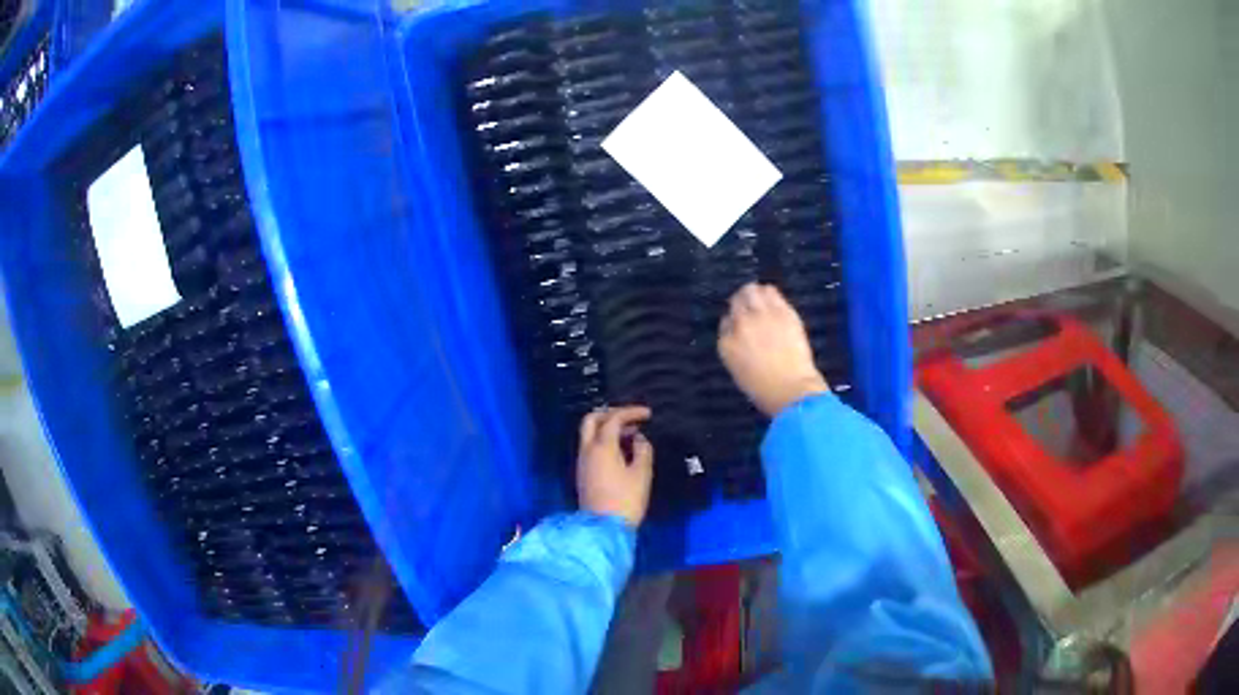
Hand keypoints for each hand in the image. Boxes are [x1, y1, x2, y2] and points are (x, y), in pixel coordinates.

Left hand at [577, 406, 654, 527]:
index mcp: (602, 447)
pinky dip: (603, 441)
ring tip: (630, 436)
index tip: (648, 415)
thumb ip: (643, 450)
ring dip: (607, 428)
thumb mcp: (642, 474)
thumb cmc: (626, 500)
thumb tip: (639, 439)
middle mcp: (587, 450)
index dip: (631, 412)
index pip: (613, 419)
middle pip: (591, 420)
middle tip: (630, 418)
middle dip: (610, 414)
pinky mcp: (582, 474)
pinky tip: (620, 451)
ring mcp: (582, 462)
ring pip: (589, 434)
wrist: (603, 529)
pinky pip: (590, 447)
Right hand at [718, 283, 828, 416]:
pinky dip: (770, 293)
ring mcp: (761, 316)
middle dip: (741, 302)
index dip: (734, 322)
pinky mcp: (782, 311)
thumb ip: (735, 348)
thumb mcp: (739, 371)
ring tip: (760, 299)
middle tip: (750, 306)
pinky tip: (773, 299)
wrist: (790, 389)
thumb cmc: (764, 389)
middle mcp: (740, 324)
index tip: (741, 326)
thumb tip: (739, 333)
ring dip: (754, 293)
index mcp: (726, 343)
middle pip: (736, 301)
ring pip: (751, 290)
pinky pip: (771, 292)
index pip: (725, 321)